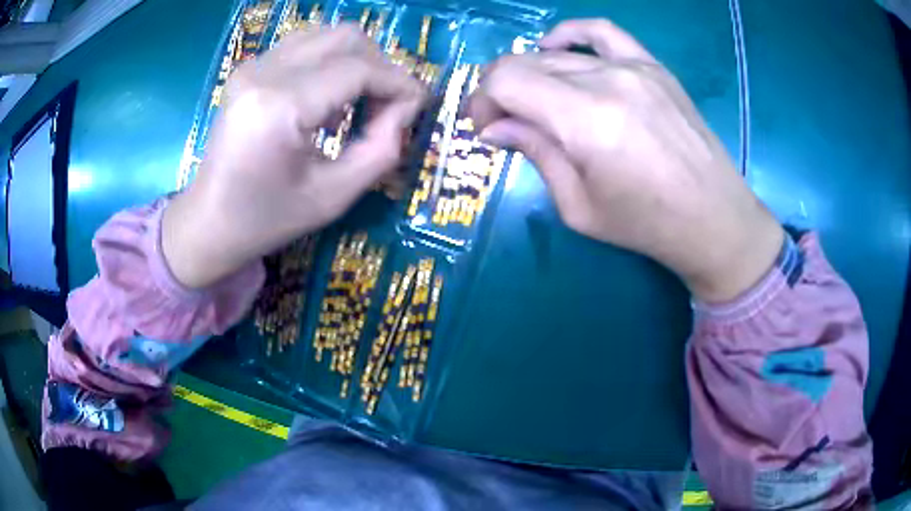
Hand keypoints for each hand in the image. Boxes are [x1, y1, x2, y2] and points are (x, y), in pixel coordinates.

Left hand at [163, 25, 426, 288]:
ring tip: (361, 101)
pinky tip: (330, 98)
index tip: (419, 105)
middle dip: (380, 66)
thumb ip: (382, 149)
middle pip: (347, 38)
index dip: (398, 83)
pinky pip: (305, 46)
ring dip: (357, 61)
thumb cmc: (267, 219)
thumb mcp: (334, 197)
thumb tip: (407, 108)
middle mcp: (264, 72)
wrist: (209, 222)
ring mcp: (253, 65)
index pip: (358, 70)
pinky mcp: (249, 69)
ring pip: (327, 35)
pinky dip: (331, 63)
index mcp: (279, 107)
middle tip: (389, 104)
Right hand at [468, 19, 782, 302]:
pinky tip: (557, 49)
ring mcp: (634, 67)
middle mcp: (607, 81)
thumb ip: (535, 153)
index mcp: (586, 121)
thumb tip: (494, 128)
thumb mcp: (578, 206)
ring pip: (557, 54)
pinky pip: (601, 32)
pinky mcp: (653, 66)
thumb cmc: (646, 224)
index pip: (507, 82)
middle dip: (500, 91)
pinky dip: (570, 35)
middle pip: (526, 63)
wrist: (713, 218)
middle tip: (504, 122)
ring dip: (530, 74)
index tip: (486, 129)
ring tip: (532, 100)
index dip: (483, 101)